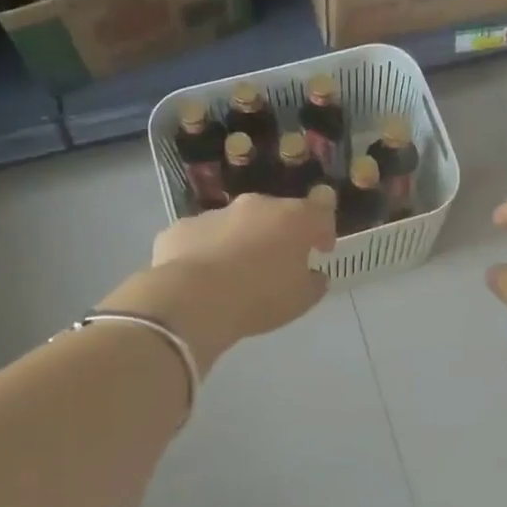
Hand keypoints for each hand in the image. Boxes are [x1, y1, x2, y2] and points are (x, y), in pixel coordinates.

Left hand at [105, 195, 335, 373]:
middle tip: (278, 264)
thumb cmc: (260, 298)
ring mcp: (215, 213)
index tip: (321, 249)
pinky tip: (203, 278)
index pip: (320, 209)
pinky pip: (203, 238)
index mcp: (292, 219)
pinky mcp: (182, 228)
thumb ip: (314, 282)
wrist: (193, 300)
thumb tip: (313, 274)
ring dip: (242, 242)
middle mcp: (255, 206)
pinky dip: (208, 251)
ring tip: (236, 275)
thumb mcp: (301, 300)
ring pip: (237, 224)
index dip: (324, 228)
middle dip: (280, 234)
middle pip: (276, 214)